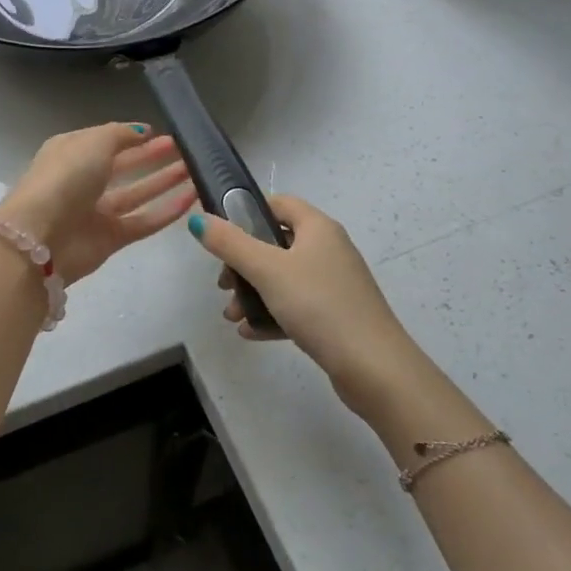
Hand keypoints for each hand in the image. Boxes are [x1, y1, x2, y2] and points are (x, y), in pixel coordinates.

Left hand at [0, 123, 195, 282]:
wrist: (40, 237)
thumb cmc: (64, 178)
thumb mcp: (93, 142)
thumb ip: (120, 134)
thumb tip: (142, 131)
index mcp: (71, 152)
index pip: (105, 141)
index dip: (131, 136)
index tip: (161, 132)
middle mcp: (82, 181)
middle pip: (123, 166)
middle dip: (151, 157)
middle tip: (184, 149)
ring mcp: (96, 212)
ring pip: (136, 194)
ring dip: (164, 181)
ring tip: (195, 170)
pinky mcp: (110, 239)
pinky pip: (143, 222)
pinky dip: (166, 211)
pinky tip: (191, 198)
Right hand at [189, 195, 415, 420]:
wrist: (373, 367)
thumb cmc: (318, 305)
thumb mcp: (267, 270)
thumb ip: (229, 243)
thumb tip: (197, 219)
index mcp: (317, 228)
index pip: (279, 203)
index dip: (247, 212)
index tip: (221, 234)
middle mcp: (328, 249)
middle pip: (275, 243)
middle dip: (243, 263)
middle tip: (223, 284)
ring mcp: (334, 284)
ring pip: (283, 278)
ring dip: (253, 293)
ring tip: (231, 315)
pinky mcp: (335, 315)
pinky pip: (296, 306)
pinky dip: (272, 314)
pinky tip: (250, 332)